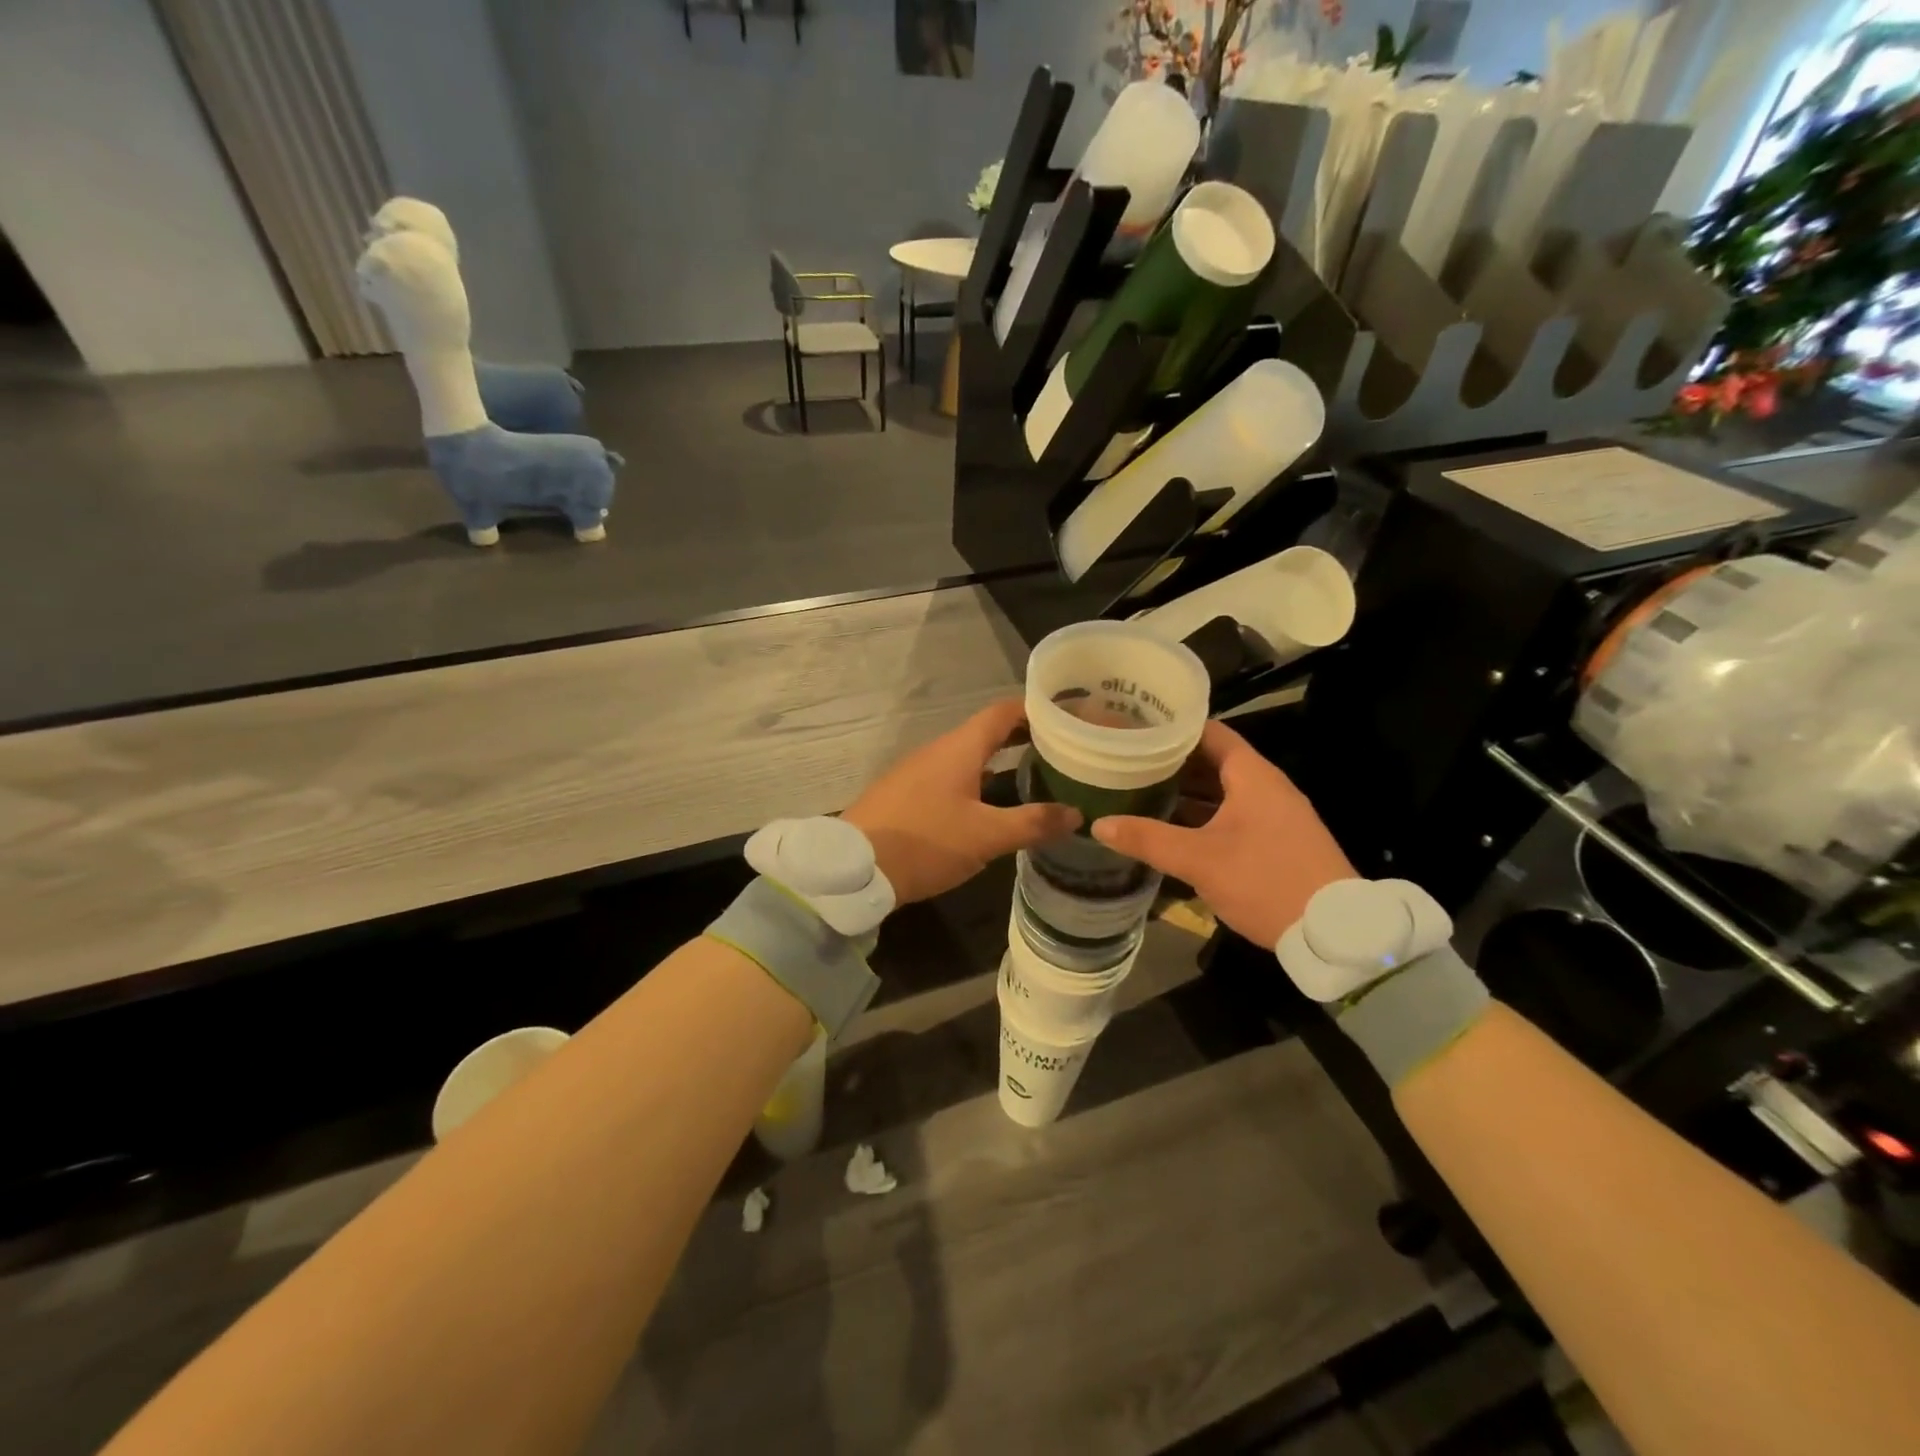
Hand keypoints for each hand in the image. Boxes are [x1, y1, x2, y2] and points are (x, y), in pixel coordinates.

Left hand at [844, 699, 1080, 905]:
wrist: (853, 868)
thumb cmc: (925, 842)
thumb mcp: (986, 837)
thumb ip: (1032, 823)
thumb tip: (1077, 814)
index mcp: (960, 748)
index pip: (1003, 711)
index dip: (1036, 709)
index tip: (1067, 716)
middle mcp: (938, 750)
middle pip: (986, 732)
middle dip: (1023, 737)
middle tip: (1060, 749)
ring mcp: (917, 771)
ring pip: (967, 756)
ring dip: (1000, 760)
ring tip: (1035, 774)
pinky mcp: (905, 793)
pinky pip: (950, 776)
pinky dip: (977, 780)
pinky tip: (989, 803)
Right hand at [1091, 720, 1353, 949]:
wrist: (1335, 932)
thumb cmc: (1266, 880)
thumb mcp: (1200, 860)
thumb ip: (1148, 839)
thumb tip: (1098, 824)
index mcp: (1252, 775)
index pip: (1209, 732)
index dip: (1172, 727)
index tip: (1134, 728)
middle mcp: (1265, 786)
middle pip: (1212, 761)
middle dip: (1170, 762)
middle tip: (1127, 761)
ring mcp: (1273, 814)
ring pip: (1221, 791)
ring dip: (1185, 791)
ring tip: (1139, 790)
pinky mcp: (1275, 840)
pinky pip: (1231, 814)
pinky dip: (1201, 815)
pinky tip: (1171, 828)